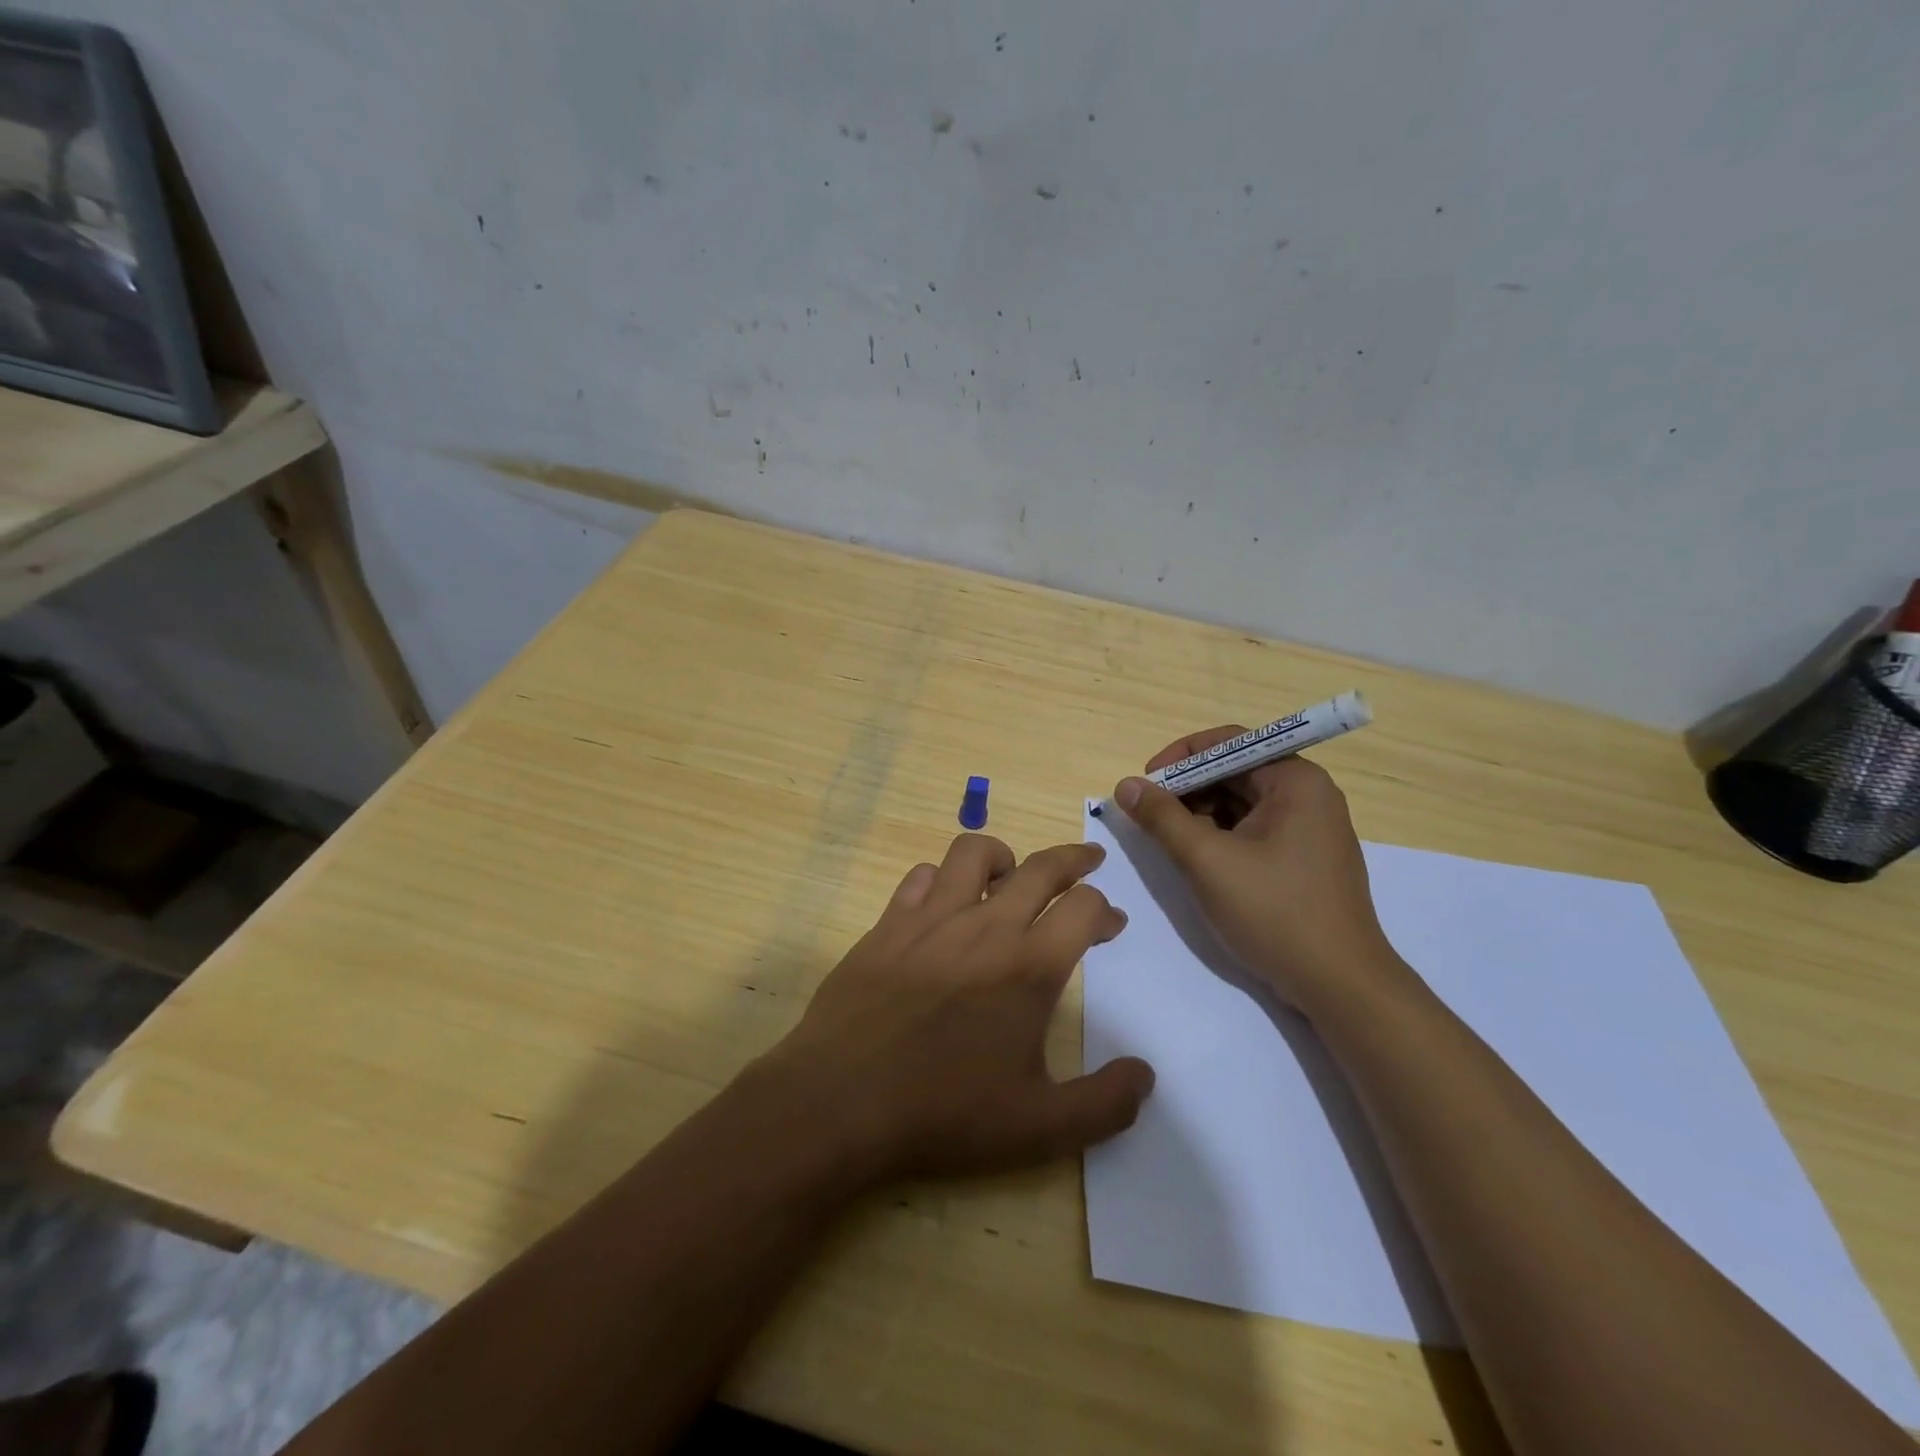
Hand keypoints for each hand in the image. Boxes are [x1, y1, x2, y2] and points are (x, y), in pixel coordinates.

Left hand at [757, 833, 1154, 1184]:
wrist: (842, 1100)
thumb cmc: (945, 1112)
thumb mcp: (1040, 1127)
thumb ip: (1104, 1103)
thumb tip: (1145, 1075)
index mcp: (1030, 965)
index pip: (1084, 908)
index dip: (1106, 910)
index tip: (1111, 923)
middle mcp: (985, 926)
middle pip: (1042, 867)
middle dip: (1074, 858)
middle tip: (1088, 860)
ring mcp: (931, 918)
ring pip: (974, 852)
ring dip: (1003, 856)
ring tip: (1011, 876)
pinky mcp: (889, 923)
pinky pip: (920, 876)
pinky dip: (941, 879)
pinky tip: (942, 904)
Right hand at [1113, 728, 1398, 1013]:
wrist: (1339, 984)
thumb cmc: (1274, 912)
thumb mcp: (1207, 861)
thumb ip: (1162, 818)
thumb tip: (1126, 786)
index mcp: (1295, 780)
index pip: (1228, 743)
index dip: (1180, 758)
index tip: (1145, 784)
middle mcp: (1308, 794)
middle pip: (1234, 772)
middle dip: (1188, 790)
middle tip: (1150, 816)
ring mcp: (1310, 827)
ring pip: (1241, 803)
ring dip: (1201, 815)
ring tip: (1171, 843)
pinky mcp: (1305, 858)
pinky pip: (1254, 829)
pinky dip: (1222, 837)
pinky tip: (1200, 861)